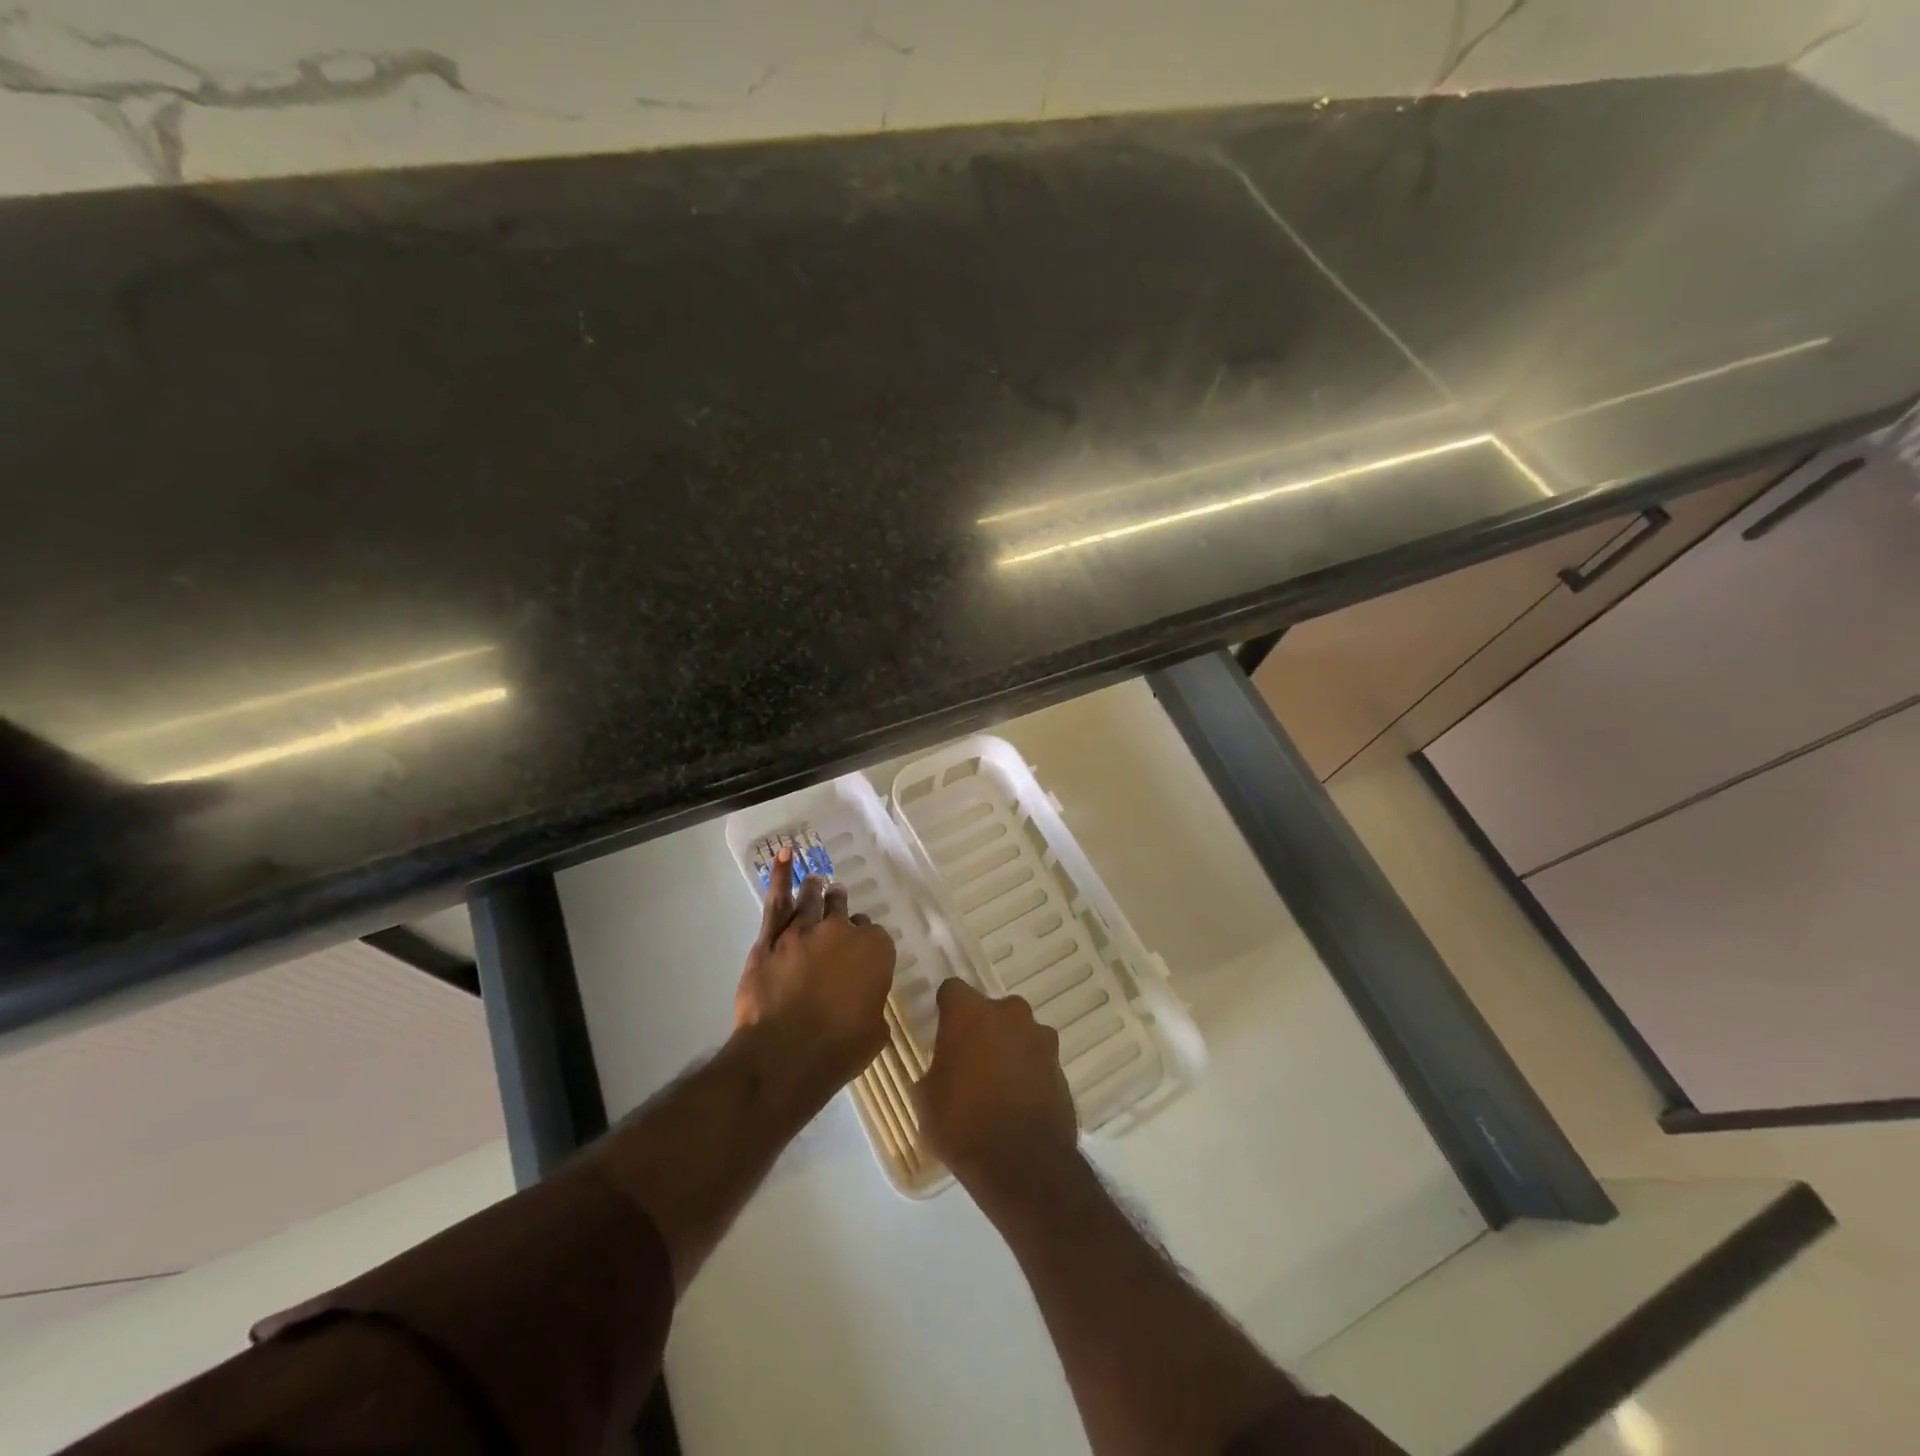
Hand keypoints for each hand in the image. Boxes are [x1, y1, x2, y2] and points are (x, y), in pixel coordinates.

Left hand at [734, 849, 895, 1098]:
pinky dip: (779, 877)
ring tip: (816, 882)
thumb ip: (872, 1004)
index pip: (875, 935)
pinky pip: (776, 901)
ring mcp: (803, 931)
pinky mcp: (770, 940)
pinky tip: (783, 857)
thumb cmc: (840, 1049)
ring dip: (815, 889)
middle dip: (841, 906)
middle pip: (842, 911)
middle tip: (838, 901)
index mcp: (874, 951)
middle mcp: (841, 932)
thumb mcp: (875, 1030)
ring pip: (811, 900)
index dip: (867, 942)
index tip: (861, 951)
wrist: (786, 1054)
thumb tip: (863, 1002)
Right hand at [916, 978, 1078, 1193]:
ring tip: (998, 1084)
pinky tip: (1019, 1100)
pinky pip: (1037, 1058)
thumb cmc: (962, 1126)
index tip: (942, 1029)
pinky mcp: (1060, 1065)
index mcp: (969, 1014)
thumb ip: (935, 1070)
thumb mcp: (926, 1100)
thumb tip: (942, 1069)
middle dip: (982, 1028)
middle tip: (970, 1060)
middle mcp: (1008, 1013)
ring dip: (1009, 1047)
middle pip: (991, 1009)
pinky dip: (1028, 1070)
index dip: (946, 1009)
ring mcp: (1039, 1037)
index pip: (953, 990)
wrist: (1023, 1164)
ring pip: (1018, 1031)